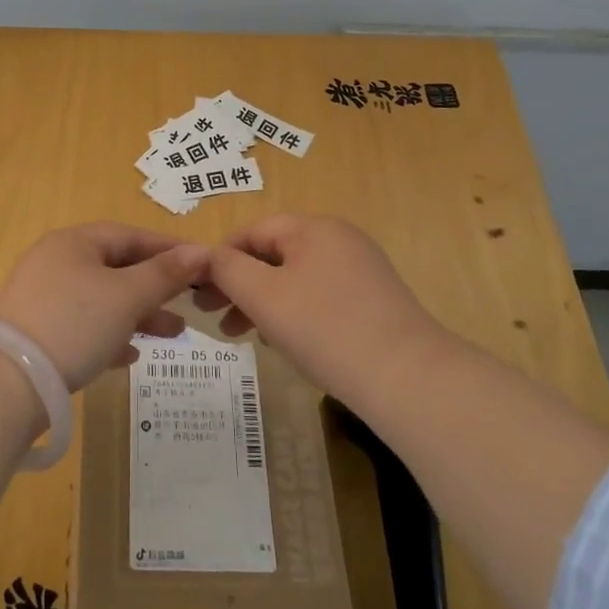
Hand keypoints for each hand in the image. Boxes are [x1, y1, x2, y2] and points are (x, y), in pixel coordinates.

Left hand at [0, 223, 207, 390]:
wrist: (7, 381)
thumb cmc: (74, 324)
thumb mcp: (127, 296)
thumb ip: (165, 274)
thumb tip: (201, 251)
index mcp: (74, 243)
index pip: (129, 234)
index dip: (168, 248)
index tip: (203, 263)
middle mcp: (56, 263)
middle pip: (116, 267)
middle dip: (156, 286)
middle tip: (190, 303)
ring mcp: (43, 299)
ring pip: (102, 299)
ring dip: (138, 314)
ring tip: (172, 334)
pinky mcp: (38, 334)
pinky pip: (83, 327)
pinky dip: (110, 336)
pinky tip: (130, 357)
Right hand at [197, 214, 447, 401]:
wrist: (408, 379)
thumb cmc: (325, 329)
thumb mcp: (263, 296)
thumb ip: (228, 269)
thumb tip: (210, 255)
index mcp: (313, 228)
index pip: (253, 231)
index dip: (220, 258)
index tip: (199, 292)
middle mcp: (340, 239)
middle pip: (274, 253)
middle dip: (240, 284)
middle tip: (213, 317)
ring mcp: (361, 269)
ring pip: (295, 277)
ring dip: (263, 301)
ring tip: (242, 336)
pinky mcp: (374, 300)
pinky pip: (319, 295)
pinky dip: (293, 311)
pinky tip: (283, 341)